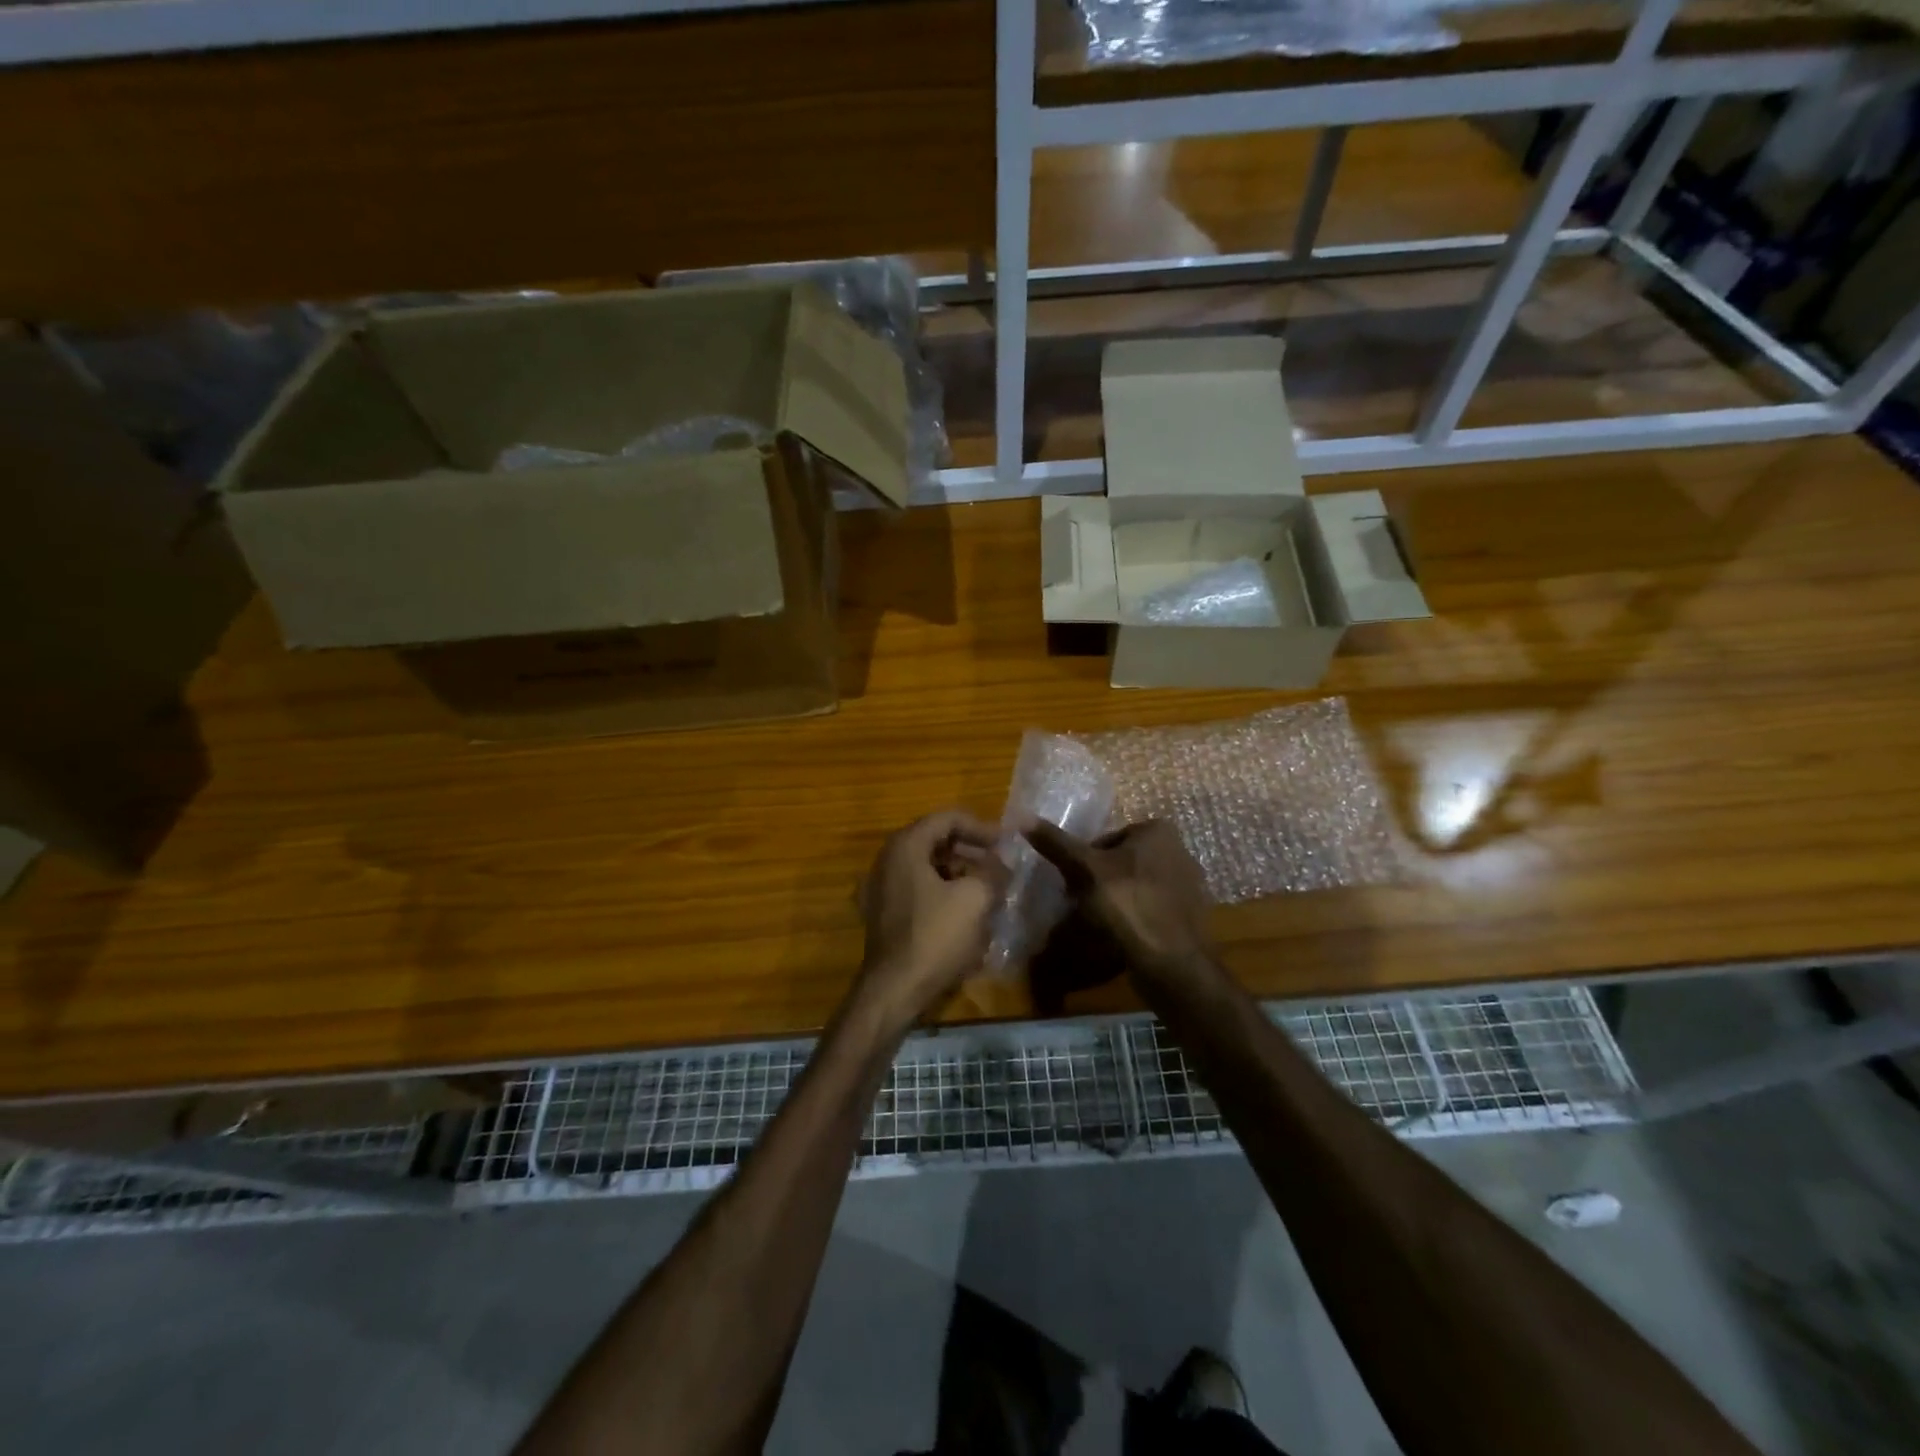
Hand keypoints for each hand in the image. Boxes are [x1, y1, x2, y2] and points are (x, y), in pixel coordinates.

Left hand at [857, 810, 1008, 1025]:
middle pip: (935, 840)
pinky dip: (943, 891)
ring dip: (959, 872)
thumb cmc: (935, 937)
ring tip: (988, 888)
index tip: (1007, 842)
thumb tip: (1003, 863)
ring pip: (927, 866)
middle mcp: (887, 860)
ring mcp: (881, 887)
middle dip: (971, 850)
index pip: (947, 819)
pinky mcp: (883, 913)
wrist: (895, 990)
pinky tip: (965, 911)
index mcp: (905, 846)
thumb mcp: (975, 899)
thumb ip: (993, 872)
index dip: (981, 827)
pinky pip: (917, 889)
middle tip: (999, 865)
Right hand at [1023, 819, 1213, 980]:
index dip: (1084, 861)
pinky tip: (1121, 936)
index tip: (1072, 884)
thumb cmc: (1126, 903)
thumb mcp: (1085, 869)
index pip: (1106, 839)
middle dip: (1100, 880)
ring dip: (1115, 900)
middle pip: (1121, 862)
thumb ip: (1057, 843)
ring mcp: (1188, 884)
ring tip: (1098, 923)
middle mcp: (1179, 850)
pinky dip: (1134, 917)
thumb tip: (1022, 817)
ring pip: (1135, 885)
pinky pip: (1151, 907)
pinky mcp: (1189, 914)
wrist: (1169, 962)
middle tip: (1081, 904)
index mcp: (1158, 831)